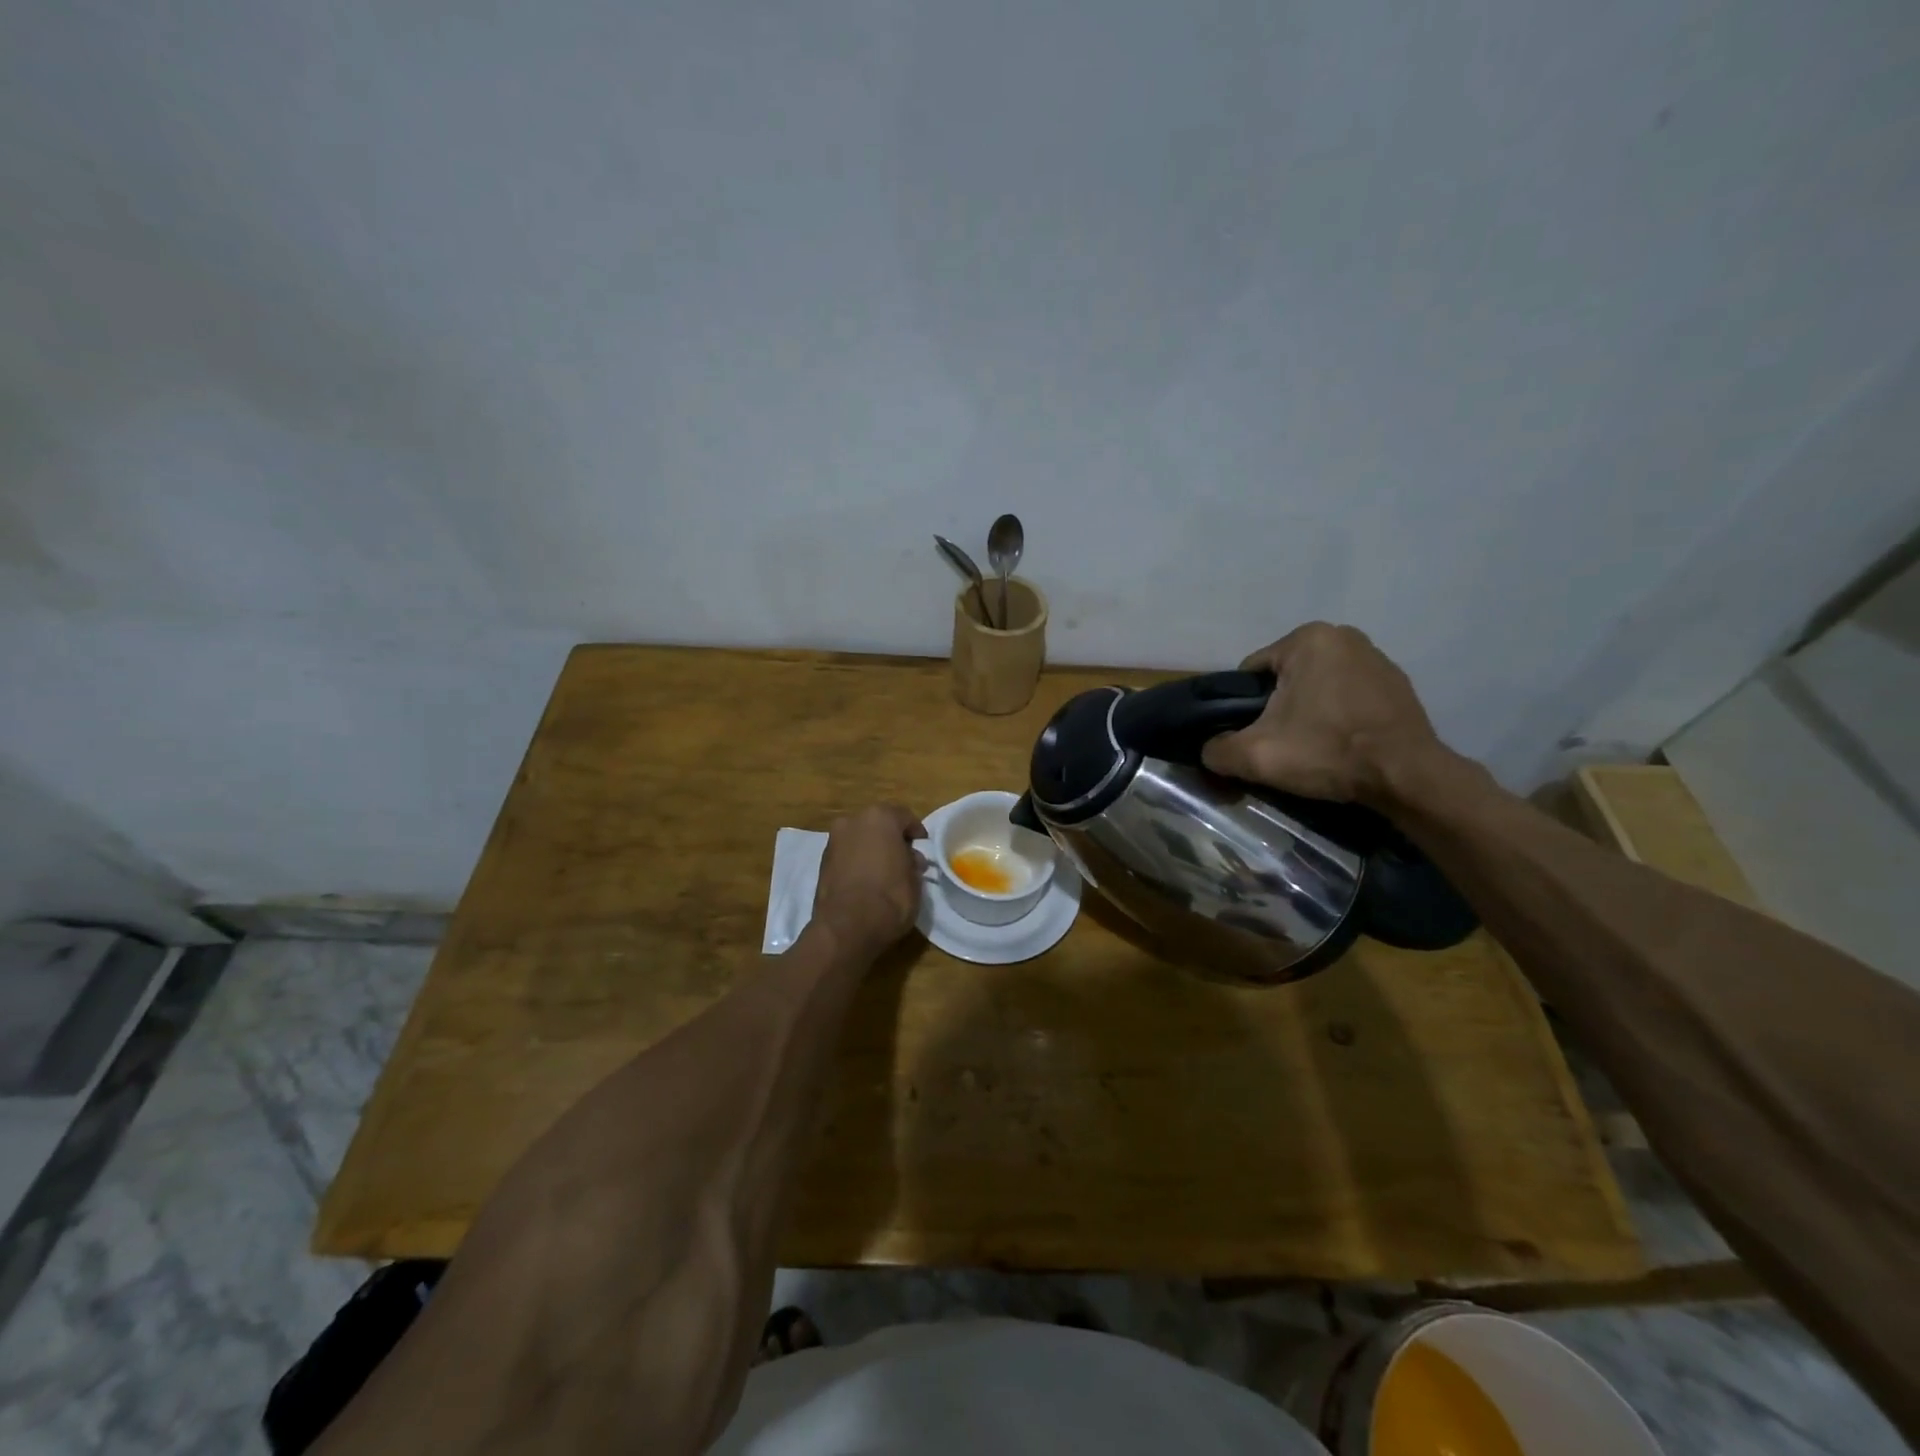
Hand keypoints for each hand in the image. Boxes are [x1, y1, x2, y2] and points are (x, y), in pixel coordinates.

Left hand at [812, 804, 927, 955]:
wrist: (846, 928)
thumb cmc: (889, 898)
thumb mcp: (915, 880)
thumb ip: (912, 863)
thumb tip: (910, 859)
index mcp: (879, 818)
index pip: (904, 816)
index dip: (916, 832)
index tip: (923, 846)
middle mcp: (853, 821)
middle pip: (878, 824)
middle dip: (891, 838)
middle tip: (904, 858)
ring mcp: (834, 841)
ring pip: (860, 838)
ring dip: (872, 849)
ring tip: (885, 872)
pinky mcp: (821, 862)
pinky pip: (847, 854)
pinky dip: (857, 861)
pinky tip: (867, 880)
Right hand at [1201, 623, 1444, 804]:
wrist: (1407, 777)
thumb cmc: (1328, 752)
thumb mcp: (1255, 756)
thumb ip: (1216, 750)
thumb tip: (1208, 751)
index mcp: (1307, 639)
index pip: (1251, 674)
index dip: (1243, 708)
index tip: (1255, 736)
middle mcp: (1343, 636)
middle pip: (1284, 679)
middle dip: (1278, 709)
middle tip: (1282, 745)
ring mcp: (1376, 657)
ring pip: (1316, 687)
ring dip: (1308, 712)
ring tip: (1313, 748)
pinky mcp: (1397, 683)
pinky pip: (1348, 696)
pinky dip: (1339, 715)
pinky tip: (1342, 743)